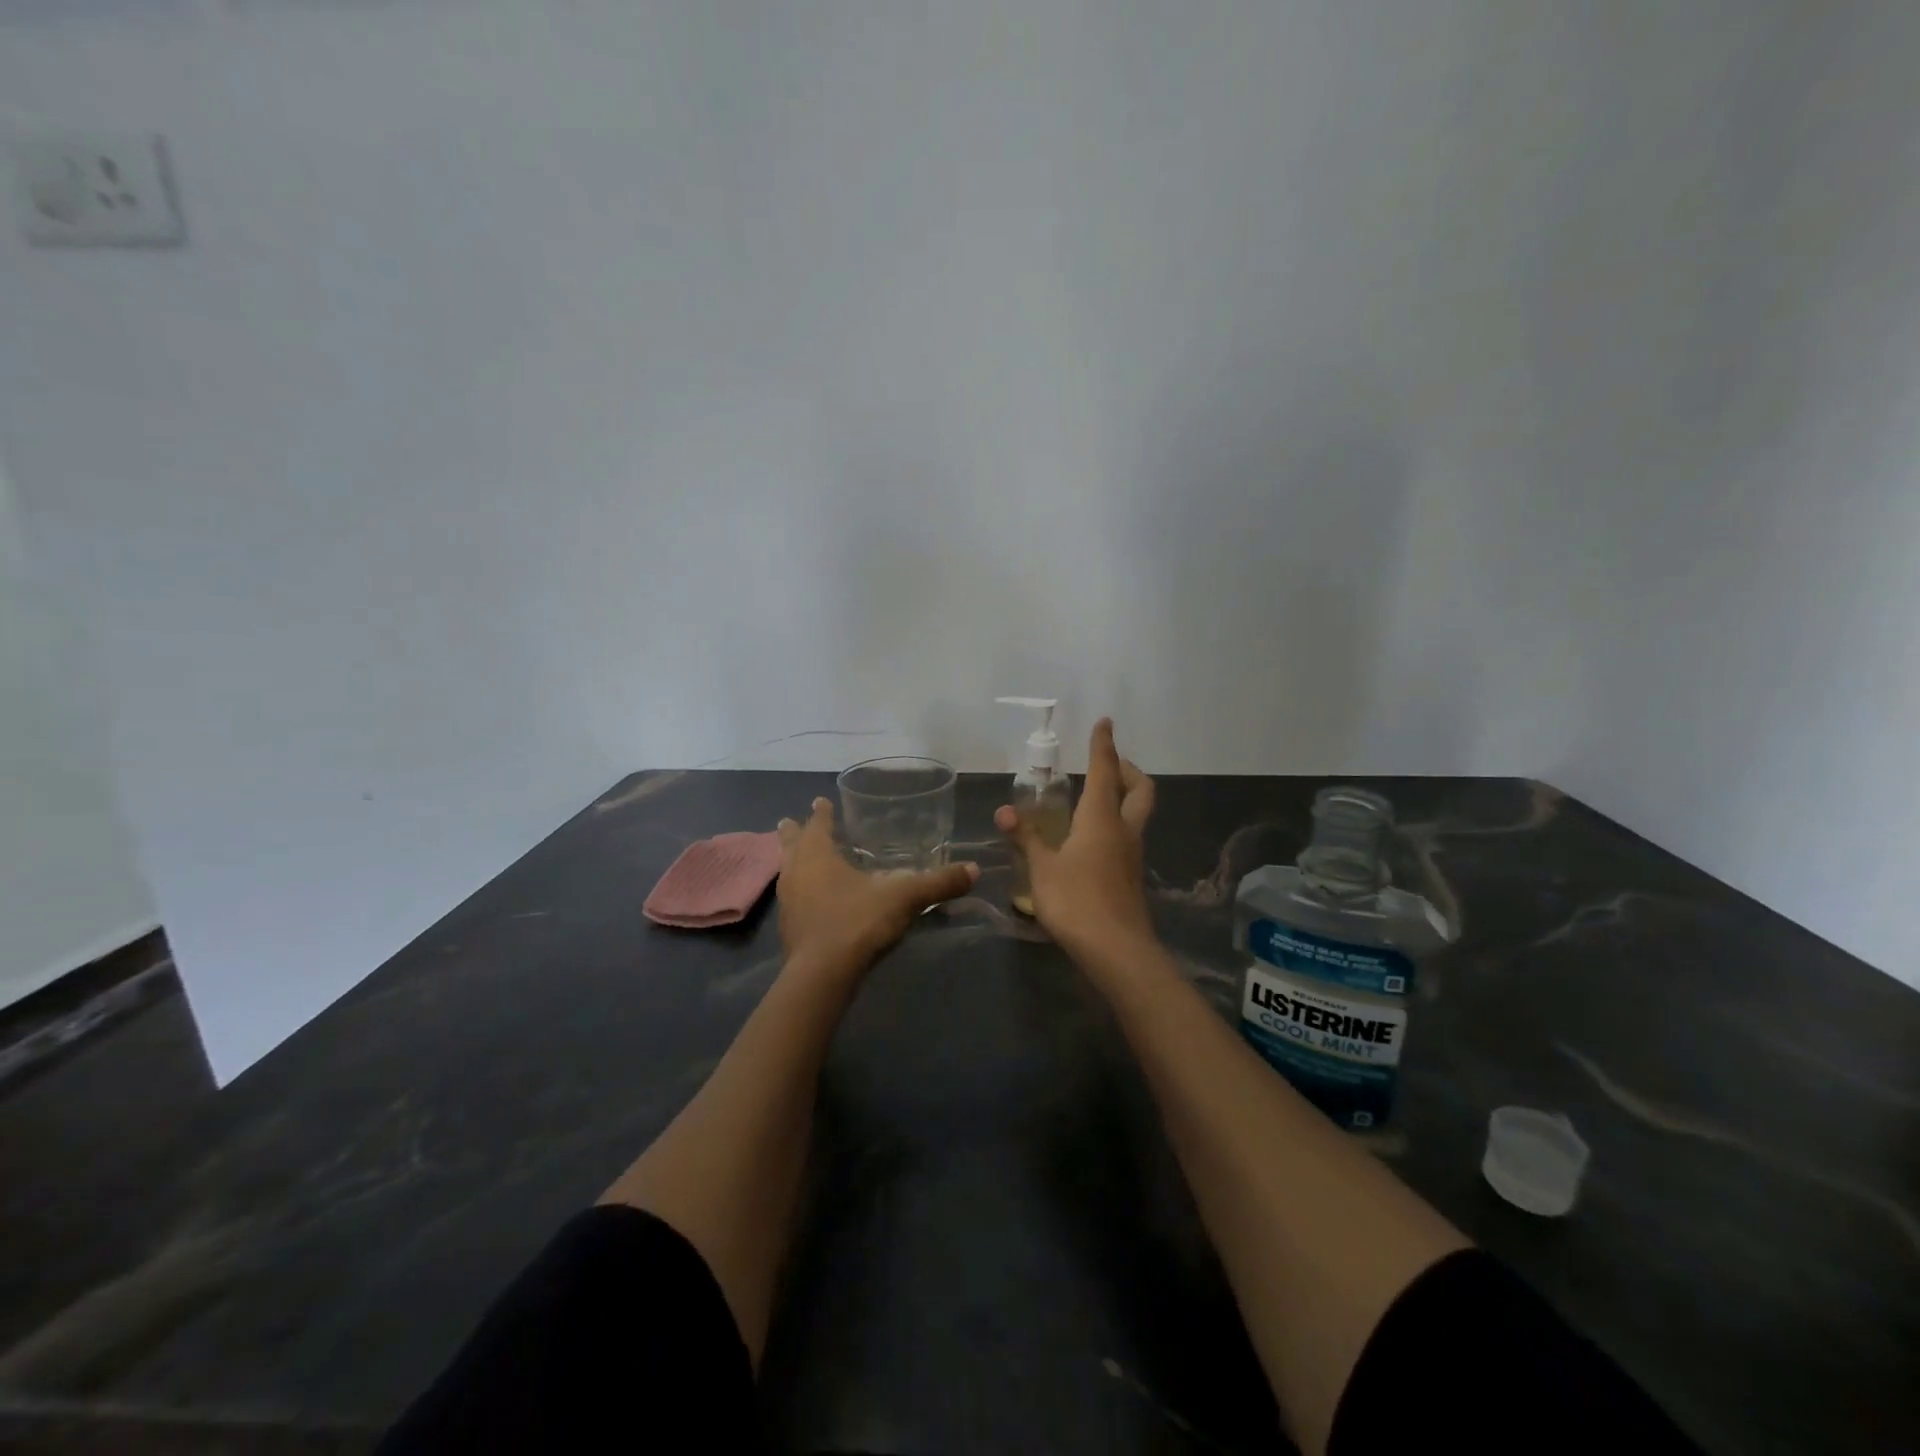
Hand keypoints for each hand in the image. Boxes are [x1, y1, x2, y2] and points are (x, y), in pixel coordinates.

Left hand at [776, 797, 978, 973]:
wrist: (822, 975)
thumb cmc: (857, 921)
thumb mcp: (904, 898)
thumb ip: (938, 884)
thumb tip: (974, 870)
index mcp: (817, 854)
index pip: (818, 824)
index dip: (821, 812)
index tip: (821, 800)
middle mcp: (796, 871)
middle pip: (791, 843)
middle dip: (794, 832)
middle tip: (791, 821)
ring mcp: (787, 900)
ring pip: (787, 870)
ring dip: (793, 860)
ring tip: (799, 857)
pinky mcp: (788, 927)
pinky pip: (791, 896)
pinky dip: (799, 889)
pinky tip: (811, 898)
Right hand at [995, 718, 1156, 963]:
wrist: (1116, 950)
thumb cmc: (1076, 900)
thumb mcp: (1042, 868)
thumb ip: (1026, 837)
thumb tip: (1004, 810)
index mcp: (1101, 818)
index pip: (1105, 770)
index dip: (1104, 745)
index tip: (1105, 723)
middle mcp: (1123, 830)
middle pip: (1140, 789)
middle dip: (1127, 769)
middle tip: (1108, 764)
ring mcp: (1132, 854)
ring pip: (1137, 813)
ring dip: (1124, 796)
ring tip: (1096, 798)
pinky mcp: (1131, 876)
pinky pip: (1129, 836)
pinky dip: (1116, 823)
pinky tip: (1093, 839)